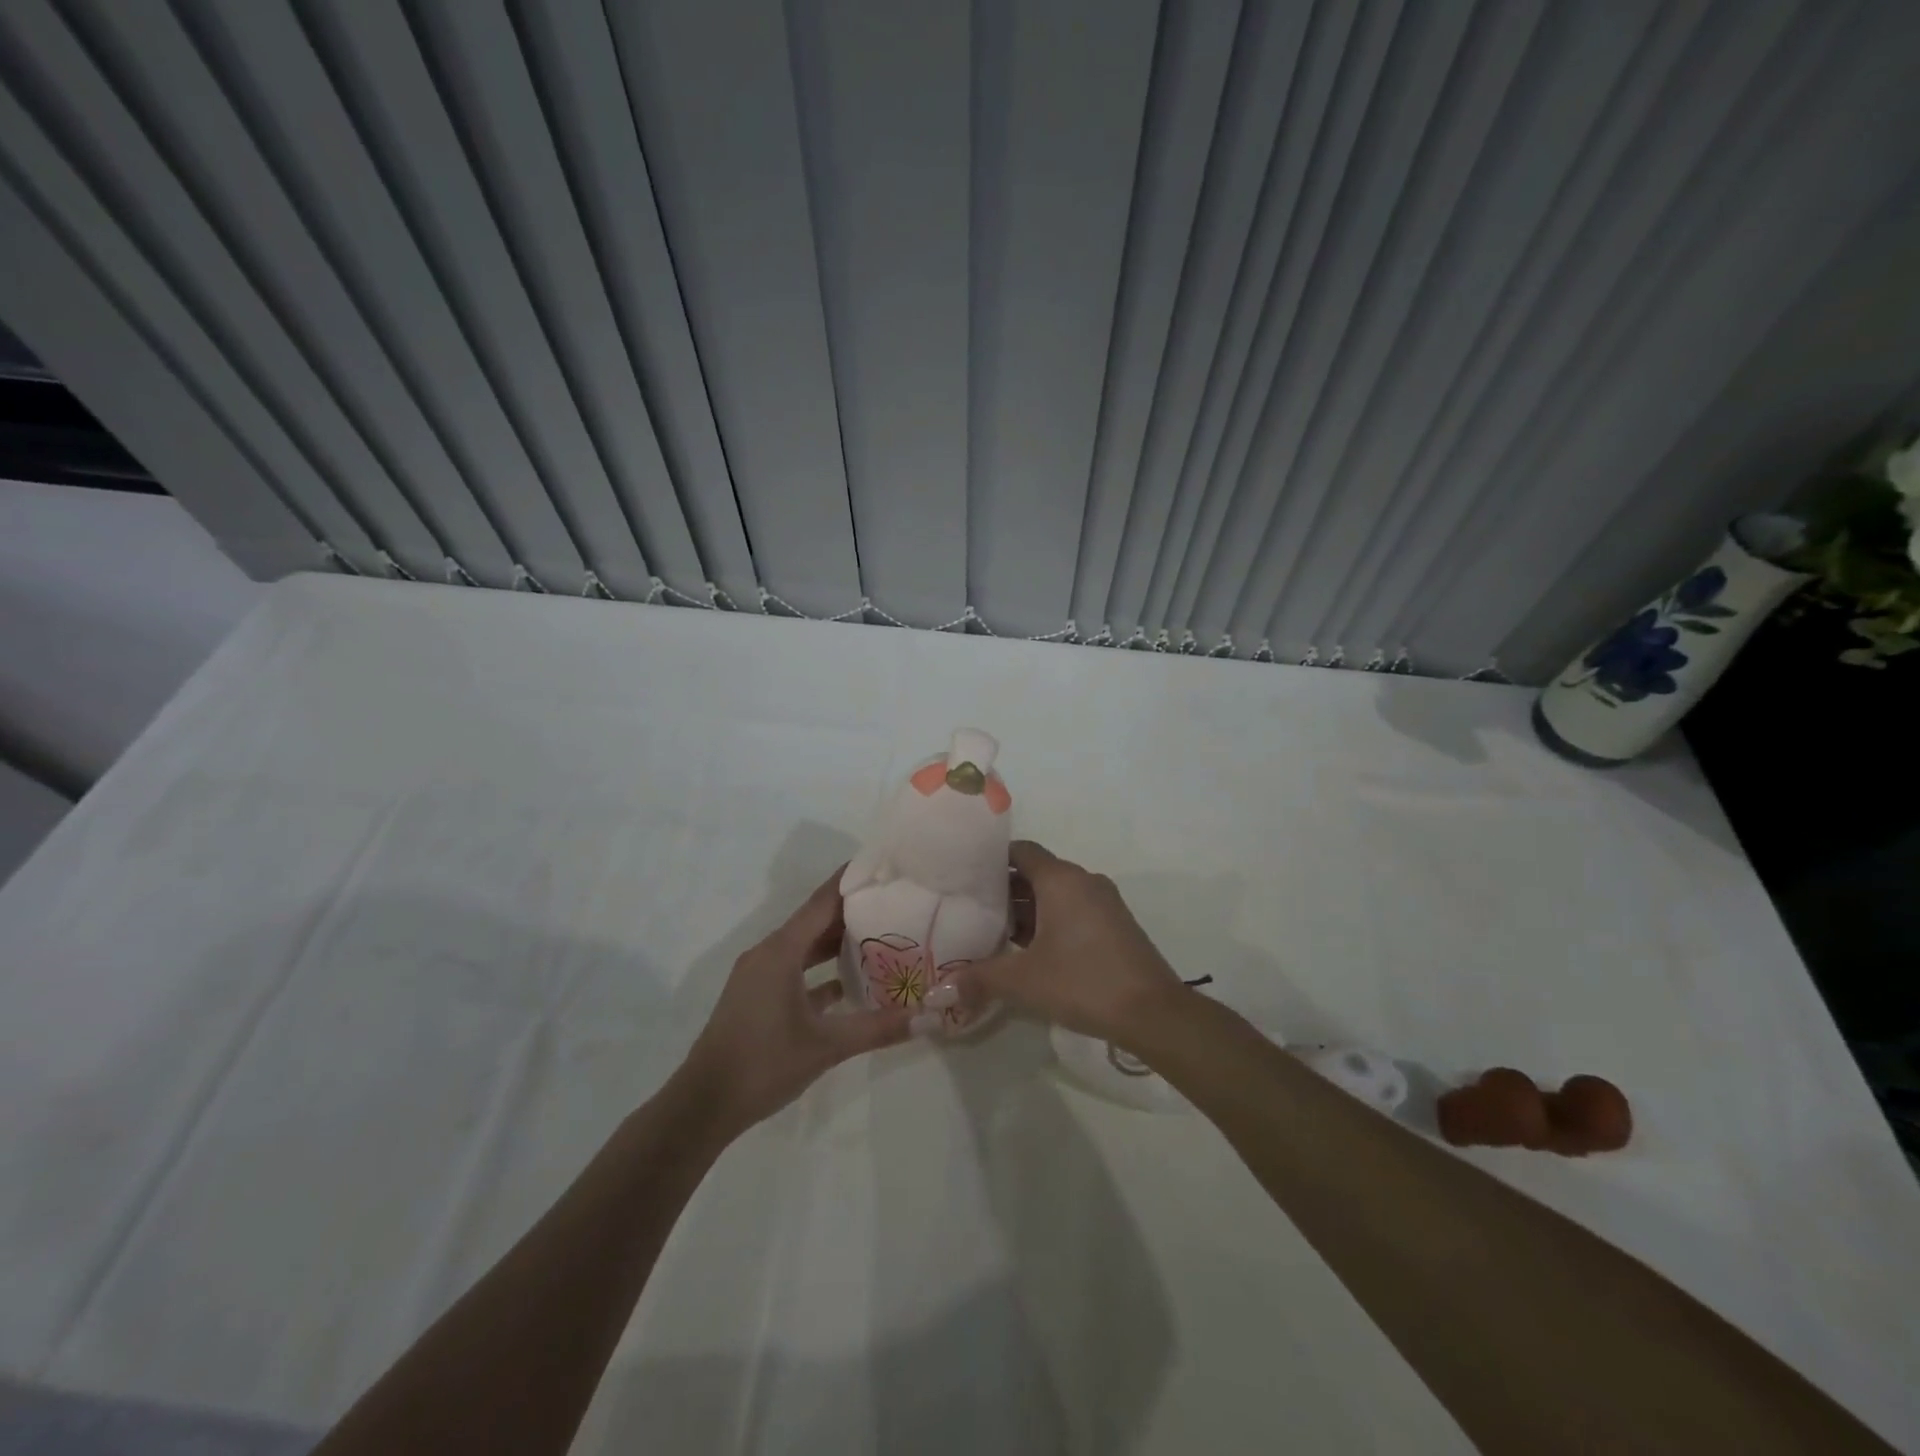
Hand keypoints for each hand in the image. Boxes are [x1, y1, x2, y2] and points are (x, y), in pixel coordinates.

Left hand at [677, 870, 911, 1138]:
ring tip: (881, 936)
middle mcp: (769, 953)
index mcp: (781, 951)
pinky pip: (795, 971)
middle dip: (852, 910)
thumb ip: (878, 1028)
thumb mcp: (827, 1045)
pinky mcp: (757, 998)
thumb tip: (928, 1016)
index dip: (851, 881)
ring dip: (836, 941)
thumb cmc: (764, 1063)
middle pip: (815, 921)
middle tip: (893, 901)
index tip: (882, 866)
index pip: (822, 902)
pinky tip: (850, 983)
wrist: (704, 1105)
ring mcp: (760, 976)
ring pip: (804, 947)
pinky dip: (821, 970)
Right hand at [936, 841, 1187, 1044]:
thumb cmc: (1082, 982)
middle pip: (1036, 872)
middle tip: (972, 909)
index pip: (1021, 851)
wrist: (1153, 1013)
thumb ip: (979, 978)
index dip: (992, 859)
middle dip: (1005, 890)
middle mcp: (1084, 881)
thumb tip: (939, 989)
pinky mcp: (1115, 924)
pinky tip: (1030, 950)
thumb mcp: (1023, 981)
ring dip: (1028, 909)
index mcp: (1061, 879)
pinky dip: (1050, 921)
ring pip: (1056, 894)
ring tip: (995, 933)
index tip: (965, 875)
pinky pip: (1074, 910)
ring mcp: (1104, 902)